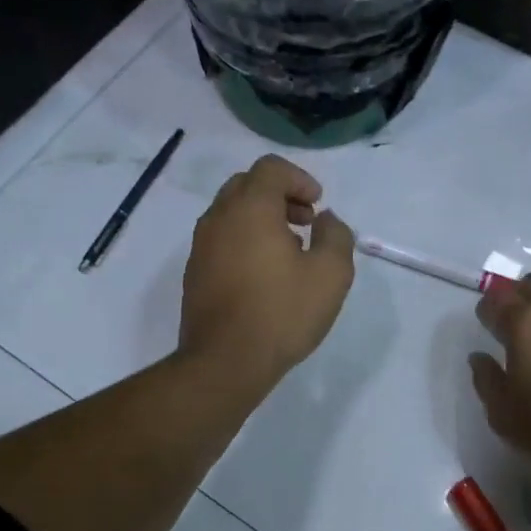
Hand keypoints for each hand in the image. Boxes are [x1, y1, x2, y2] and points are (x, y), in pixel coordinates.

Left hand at [179, 155, 354, 391]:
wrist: (225, 362)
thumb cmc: (282, 313)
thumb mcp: (331, 274)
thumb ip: (336, 235)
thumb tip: (326, 220)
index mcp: (250, 208)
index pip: (270, 168)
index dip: (299, 179)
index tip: (318, 205)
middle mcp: (218, 218)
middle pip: (247, 185)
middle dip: (280, 195)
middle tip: (305, 222)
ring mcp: (201, 246)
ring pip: (231, 212)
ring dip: (261, 218)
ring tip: (288, 251)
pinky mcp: (194, 273)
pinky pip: (221, 239)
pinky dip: (244, 240)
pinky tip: (264, 275)